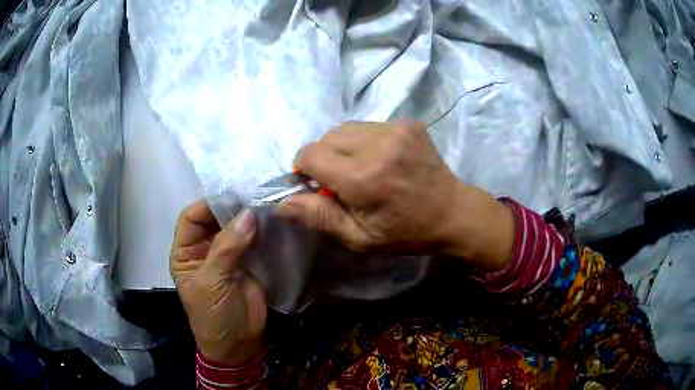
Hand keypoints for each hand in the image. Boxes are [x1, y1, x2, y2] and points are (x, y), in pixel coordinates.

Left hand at [170, 202, 265, 365]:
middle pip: (215, 219)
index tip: (232, 196)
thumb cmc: (213, 315)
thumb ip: (227, 248)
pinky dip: (263, 231)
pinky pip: (255, 241)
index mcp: (186, 252)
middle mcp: (205, 249)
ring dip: (250, 217)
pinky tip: (275, 221)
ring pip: (236, 228)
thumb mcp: (211, 282)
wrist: (239, 345)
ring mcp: (229, 255)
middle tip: (255, 195)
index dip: (207, 205)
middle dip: (232, 207)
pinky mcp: (250, 263)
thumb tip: (248, 214)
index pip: (191, 217)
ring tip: (267, 203)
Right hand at [276, 120, 514, 270]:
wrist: (452, 212)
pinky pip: (368, 125)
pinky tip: (382, 158)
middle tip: (344, 180)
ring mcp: (396, 129)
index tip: (319, 185)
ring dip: (344, 147)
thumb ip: (318, 216)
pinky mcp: (407, 123)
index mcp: (362, 178)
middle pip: (326, 138)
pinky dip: (365, 141)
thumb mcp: (358, 237)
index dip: (306, 170)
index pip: (310, 154)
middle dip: (324, 158)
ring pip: (345, 128)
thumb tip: (280, 203)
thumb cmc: (404, 232)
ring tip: (363, 168)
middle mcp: (377, 145)